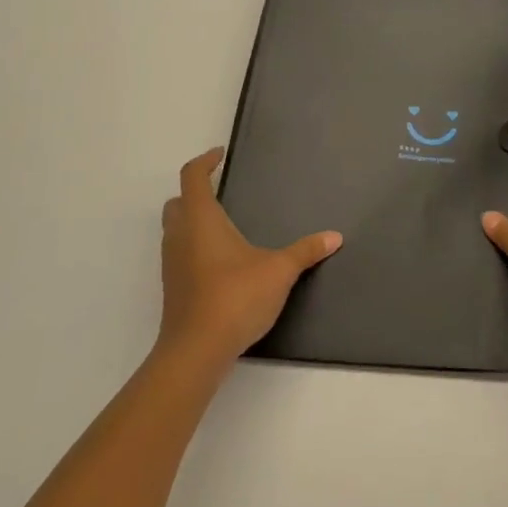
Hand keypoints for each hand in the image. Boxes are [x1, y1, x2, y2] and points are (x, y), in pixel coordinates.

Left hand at [158, 148, 341, 371]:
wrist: (196, 351)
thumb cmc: (235, 298)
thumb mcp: (279, 271)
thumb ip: (306, 251)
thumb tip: (335, 237)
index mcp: (201, 220)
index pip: (192, 177)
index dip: (205, 161)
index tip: (220, 155)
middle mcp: (180, 236)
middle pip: (177, 202)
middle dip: (195, 192)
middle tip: (220, 190)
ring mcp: (172, 264)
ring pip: (175, 229)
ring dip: (193, 220)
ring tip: (225, 225)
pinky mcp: (173, 288)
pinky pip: (180, 254)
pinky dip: (195, 246)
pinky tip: (222, 261)